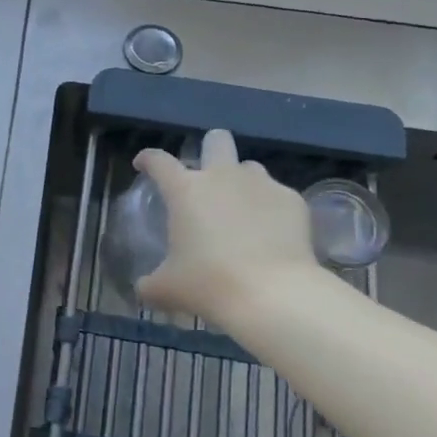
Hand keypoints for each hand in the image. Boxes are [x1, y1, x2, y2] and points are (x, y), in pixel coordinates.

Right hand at [134, 129, 324, 328]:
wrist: (273, 295)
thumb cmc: (209, 285)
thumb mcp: (167, 289)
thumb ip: (150, 283)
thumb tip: (144, 288)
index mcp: (185, 190)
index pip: (159, 161)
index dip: (148, 160)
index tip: (143, 166)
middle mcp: (222, 176)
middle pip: (216, 140)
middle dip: (210, 149)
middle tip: (207, 177)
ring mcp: (261, 184)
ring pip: (249, 167)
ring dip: (241, 182)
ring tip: (242, 211)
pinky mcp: (292, 200)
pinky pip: (277, 195)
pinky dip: (271, 209)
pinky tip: (272, 234)